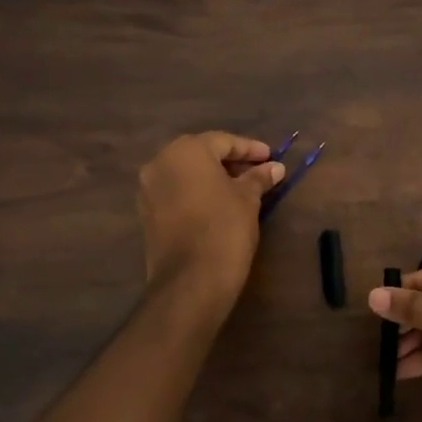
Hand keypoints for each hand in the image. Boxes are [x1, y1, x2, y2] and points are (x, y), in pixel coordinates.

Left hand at [137, 132, 285, 300]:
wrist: (190, 280)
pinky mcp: (146, 213)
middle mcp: (160, 162)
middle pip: (201, 154)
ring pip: (186, 174)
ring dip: (212, 177)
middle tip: (257, 171)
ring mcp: (148, 189)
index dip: (250, 149)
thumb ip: (259, 178)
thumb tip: (275, 168)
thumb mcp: (248, 199)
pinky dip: (196, 193)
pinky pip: (176, 192)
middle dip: (230, 161)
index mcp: (186, 151)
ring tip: (241, 189)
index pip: (223, 141)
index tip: (271, 157)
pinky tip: (218, 204)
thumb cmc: (224, 228)